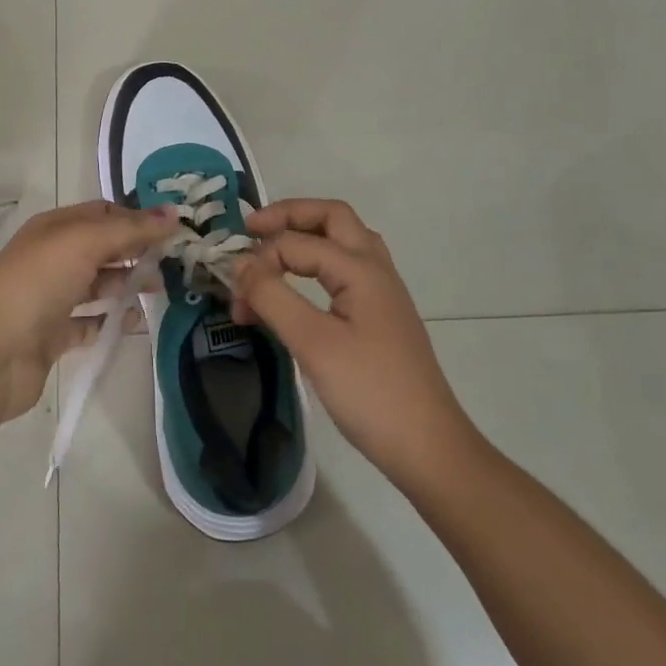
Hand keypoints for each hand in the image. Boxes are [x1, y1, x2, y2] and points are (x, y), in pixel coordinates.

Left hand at [0, 199, 177, 423]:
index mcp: (55, 227)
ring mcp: (53, 297)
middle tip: (173, 264)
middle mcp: (53, 257)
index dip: (137, 218)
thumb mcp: (84, 243)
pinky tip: (137, 323)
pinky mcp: (55, 335)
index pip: (104, 213)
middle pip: (104, 248)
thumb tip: (174, 213)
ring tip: (160, 292)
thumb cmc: (37, 284)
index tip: (174, 230)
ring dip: (128, 285)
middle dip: (137, 252)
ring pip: (99, 285)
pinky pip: (92, 322)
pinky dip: (114, 321)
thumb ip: (130, 229)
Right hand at [229, 199, 476, 489]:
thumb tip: (240, 265)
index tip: (235, 293)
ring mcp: (382, 292)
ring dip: (305, 236)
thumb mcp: (313, 344)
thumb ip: (273, 297)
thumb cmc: (370, 393)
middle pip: (332, 217)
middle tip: (252, 230)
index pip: (298, 243)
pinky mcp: (380, 316)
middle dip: (289, 216)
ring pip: (342, 241)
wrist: (429, 449)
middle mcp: (375, 269)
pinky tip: (297, 289)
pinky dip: (316, 265)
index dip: (261, 260)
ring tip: (271, 252)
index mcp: (361, 269)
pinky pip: (344, 270)